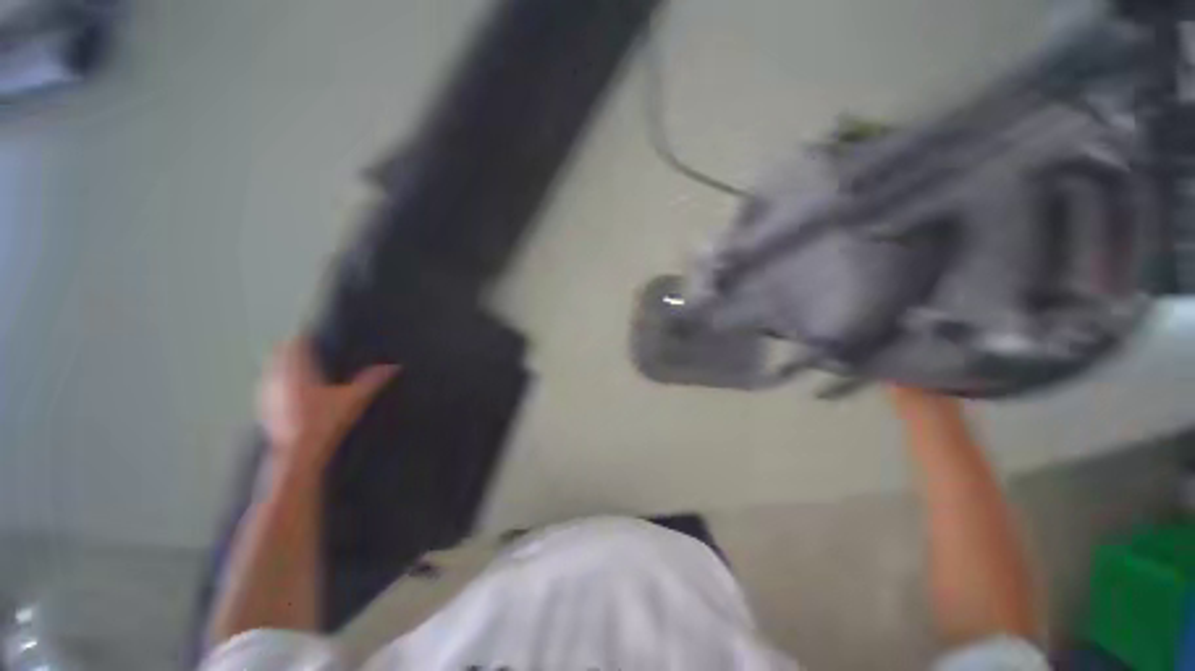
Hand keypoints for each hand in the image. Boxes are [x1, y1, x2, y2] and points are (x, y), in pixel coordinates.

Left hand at [257, 339, 398, 475]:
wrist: (298, 455)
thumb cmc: (324, 423)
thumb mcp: (355, 399)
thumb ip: (373, 381)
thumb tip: (393, 367)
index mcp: (298, 370)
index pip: (295, 343)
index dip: (305, 337)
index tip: (315, 336)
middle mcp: (278, 378)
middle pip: (279, 354)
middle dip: (292, 350)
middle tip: (309, 350)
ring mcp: (267, 394)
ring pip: (272, 371)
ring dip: (283, 367)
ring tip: (302, 370)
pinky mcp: (264, 410)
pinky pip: (269, 388)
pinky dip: (279, 385)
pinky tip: (293, 395)